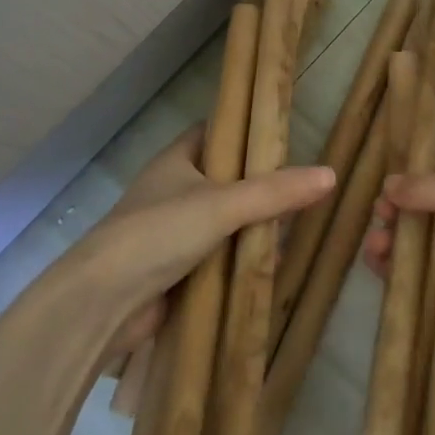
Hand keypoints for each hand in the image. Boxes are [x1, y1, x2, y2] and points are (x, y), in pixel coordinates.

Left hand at [30, 125, 334, 361]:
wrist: (103, 303)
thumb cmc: (158, 234)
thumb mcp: (224, 205)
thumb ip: (276, 192)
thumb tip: (331, 175)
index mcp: (176, 161)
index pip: (216, 133)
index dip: (247, 131)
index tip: (285, 137)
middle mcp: (173, 192)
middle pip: (226, 180)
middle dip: (261, 188)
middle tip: (303, 190)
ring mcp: (173, 233)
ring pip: (224, 223)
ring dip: (253, 229)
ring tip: (296, 229)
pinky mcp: (176, 271)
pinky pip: (218, 259)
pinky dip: (241, 263)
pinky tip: (270, 268)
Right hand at [363, 159, 434, 376]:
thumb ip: (430, 188)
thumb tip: (389, 184)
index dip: (422, 164)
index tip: (390, 170)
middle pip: (431, 202)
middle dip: (401, 205)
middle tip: (381, 212)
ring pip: (423, 240)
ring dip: (396, 238)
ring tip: (376, 244)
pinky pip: (424, 275)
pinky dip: (399, 269)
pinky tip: (377, 264)